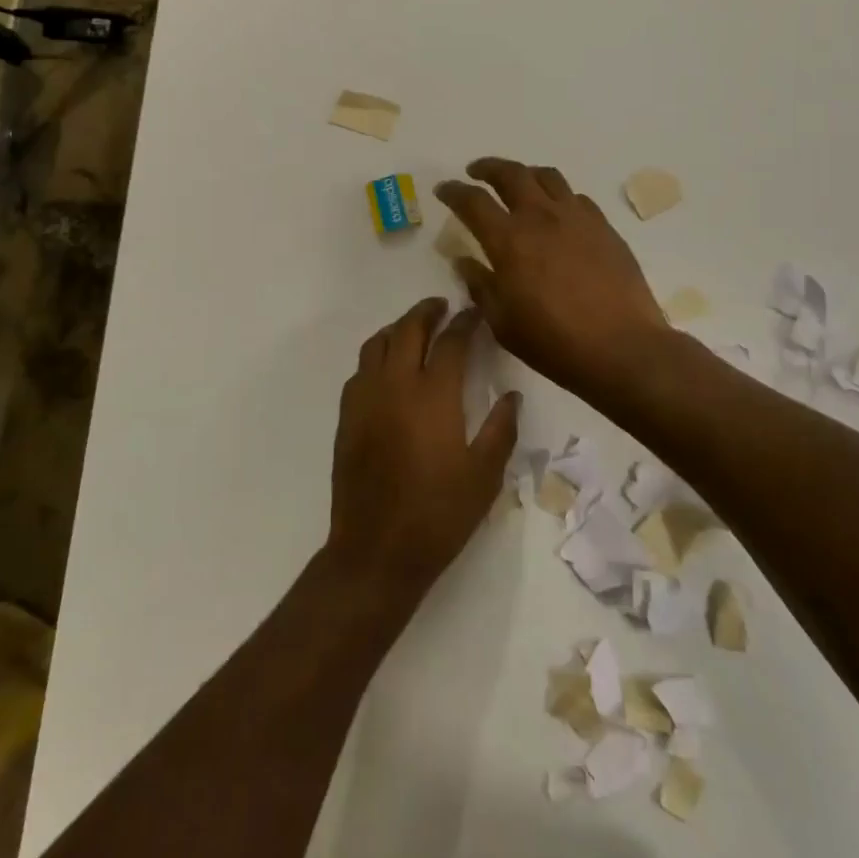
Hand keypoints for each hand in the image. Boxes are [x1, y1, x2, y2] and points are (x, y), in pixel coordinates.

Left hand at [326, 298, 520, 606]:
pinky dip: (376, 356)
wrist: (376, 551)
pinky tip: (387, 369)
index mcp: (433, 395)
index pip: (451, 341)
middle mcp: (396, 385)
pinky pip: (359, 370)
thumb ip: (501, 429)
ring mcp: (365, 399)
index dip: (466, 322)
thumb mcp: (484, 476)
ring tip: (414, 329)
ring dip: (398, 328)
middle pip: (408, 329)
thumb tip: (512, 395)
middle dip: (427, 311)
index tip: (476, 313)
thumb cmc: (438, 514)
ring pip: (377, 344)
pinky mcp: (346, 417)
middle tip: (443, 306)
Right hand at [435, 158, 671, 401]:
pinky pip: (576, 197)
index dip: (454, 191)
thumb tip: (464, 261)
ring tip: (518, 182)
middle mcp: (541, 217)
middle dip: (488, 168)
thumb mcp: (503, 322)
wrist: (622, 347)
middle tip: (476, 171)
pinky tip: (557, 211)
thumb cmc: (554, 341)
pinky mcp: (604, 227)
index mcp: (509, 240)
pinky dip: (558, 195)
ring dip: (525, 173)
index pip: (473, 201)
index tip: (444, 189)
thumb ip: (480, 285)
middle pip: (510, 174)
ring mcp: (577, 217)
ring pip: (547, 176)